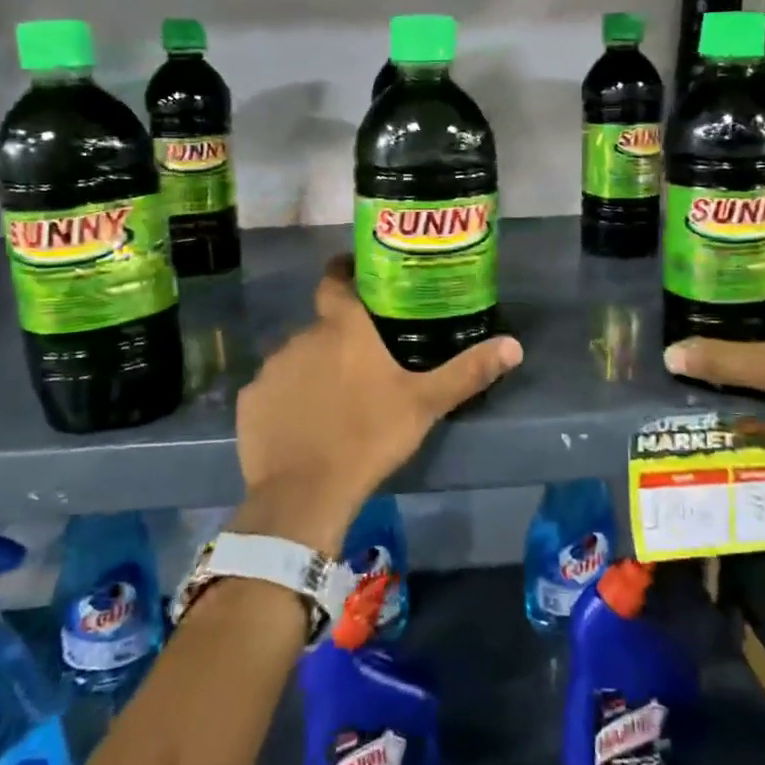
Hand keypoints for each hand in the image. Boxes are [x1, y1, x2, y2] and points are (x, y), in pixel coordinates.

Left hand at [233, 256, 522, 552]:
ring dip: (313, 369)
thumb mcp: (425, 403)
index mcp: (343, 327)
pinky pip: (272, 390)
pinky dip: (287, 399)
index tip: (354, 276)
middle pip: (321, 326)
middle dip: (338, 338)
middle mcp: (302, 337)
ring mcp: (271, 368)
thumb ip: (468, 371)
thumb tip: (515, 345)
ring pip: (297, 358)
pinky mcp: (250, 401)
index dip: (343, 271)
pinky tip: (302, 425)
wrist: (305, 492)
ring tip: (334, 399)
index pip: (335, 279)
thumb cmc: (370, 436)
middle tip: (362, 363)